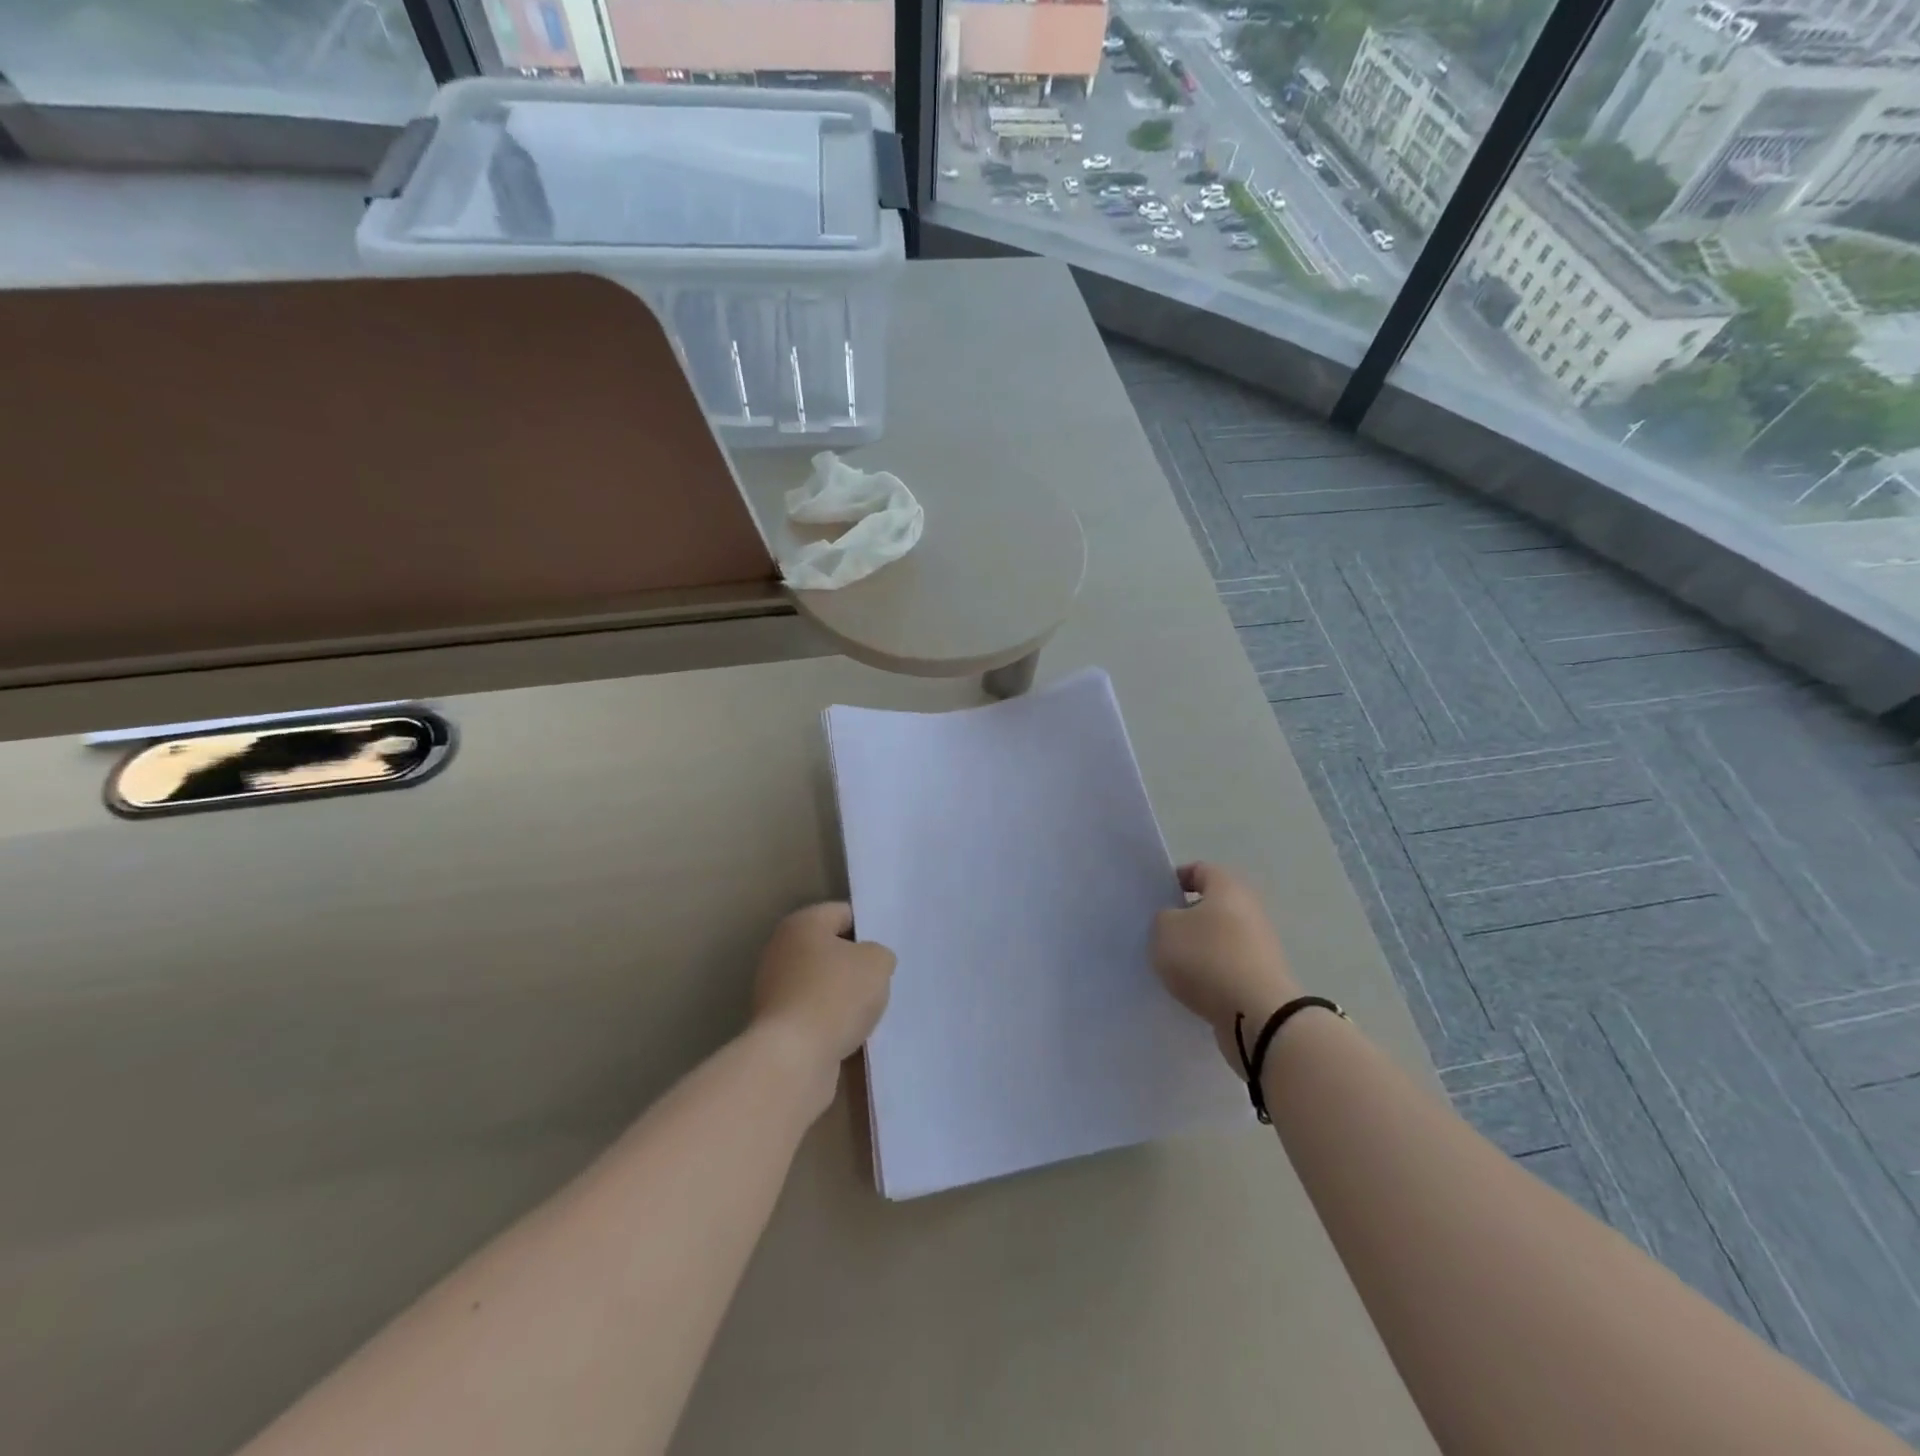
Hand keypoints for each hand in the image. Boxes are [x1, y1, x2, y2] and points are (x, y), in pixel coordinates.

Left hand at [750, 902, 895, 1100]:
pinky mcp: (776, 1025)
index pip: (843, 913)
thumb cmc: (836, 996)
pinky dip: (831, 1023)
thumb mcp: (877, 963)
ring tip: (870, 1012)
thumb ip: (880, 954)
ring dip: (844, 998)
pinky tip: (852, 1035)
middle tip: (882, 980)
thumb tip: (871, 963)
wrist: (794, 1058)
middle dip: (856, 966)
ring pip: (822, 985)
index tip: (887, 950)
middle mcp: (781, 951)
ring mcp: (774, 990)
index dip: (869, 929)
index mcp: (802, 924)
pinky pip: (814, 1015)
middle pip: (830, 950)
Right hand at [1152, 863, 1301, 1072]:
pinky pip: (1227, 967)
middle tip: (1158, 934)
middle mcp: (1249, 910)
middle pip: (1210, 906)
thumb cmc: (1207, 958)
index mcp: (1228, 887)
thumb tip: (1174, 922)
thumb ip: (1162, 918)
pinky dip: (1210, 974)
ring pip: (1218, 938)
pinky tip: (1191, 989)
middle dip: (1184, 918)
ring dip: (1196, 949)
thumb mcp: (1165, 930)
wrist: (1258, 1015)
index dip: (1174, 879)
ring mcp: (1259, 946)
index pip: (1199, 870)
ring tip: (1170, 966)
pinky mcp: (1261, 978)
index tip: (1155, 899)